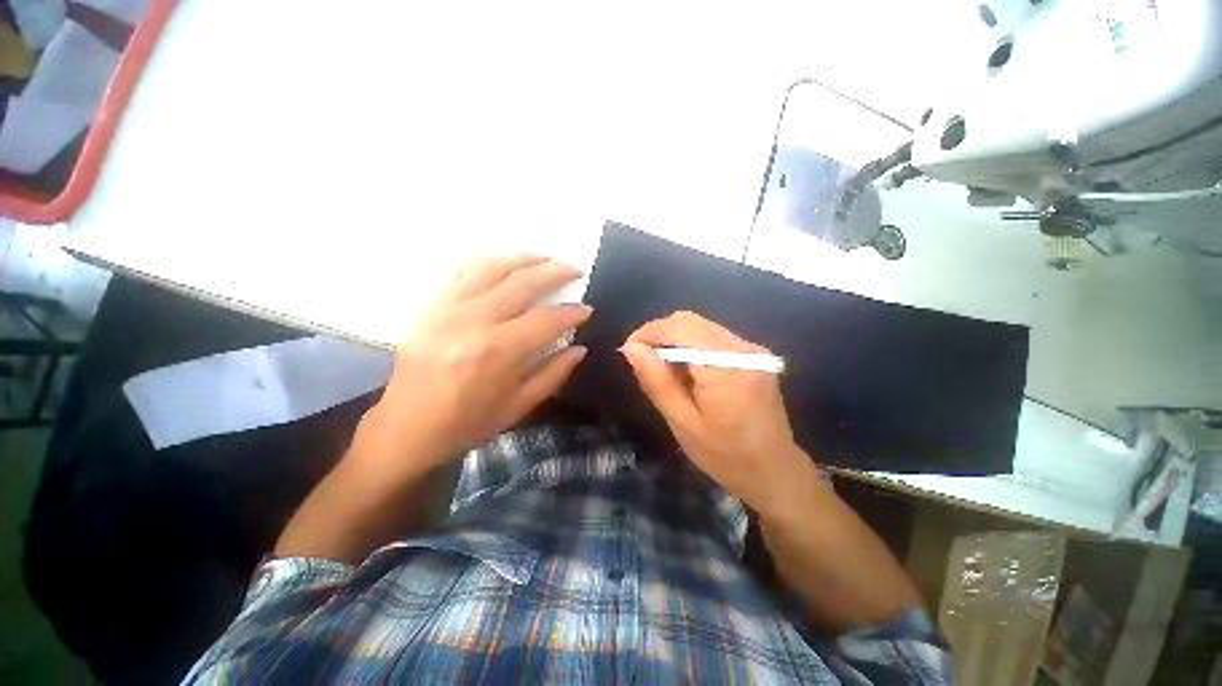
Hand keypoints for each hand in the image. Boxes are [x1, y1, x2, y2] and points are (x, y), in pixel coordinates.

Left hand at [352, 254, 590, 480]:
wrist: (405, 428)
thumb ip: (554, 374)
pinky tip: (506, 261)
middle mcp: (472, 322)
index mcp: (497, 353)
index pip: (546, 320)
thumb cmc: (467, 423)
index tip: (587, 309)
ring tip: (546, 257)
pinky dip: (489, 260)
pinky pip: (462, 270)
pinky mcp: (431, 305)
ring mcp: (447, 309)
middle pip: (523, 283)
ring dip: (525, 258)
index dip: (572, 312)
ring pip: (493, 267)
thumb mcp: (519, 406)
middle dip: (555, 273)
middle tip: (575, 270)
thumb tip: (580, 348)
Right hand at [620, 311, 822, 519]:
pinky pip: (714, 337)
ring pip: (701, 327)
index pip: (681, 328)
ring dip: (675, 340)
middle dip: (661, 334)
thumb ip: (656, 381)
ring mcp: (752, 350)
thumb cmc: (725, 455)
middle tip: (643, 360)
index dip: (650, 331)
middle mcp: (743, 349)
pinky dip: (692, 346)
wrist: (775, 471)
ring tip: (662, 368)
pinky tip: (686, 370)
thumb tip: (631, 348)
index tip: (630, 350)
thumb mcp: (682, 423)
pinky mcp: (754, 355)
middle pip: (691, 321)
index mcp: (727, 368)